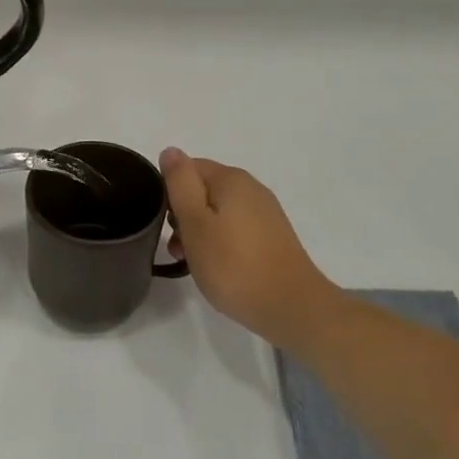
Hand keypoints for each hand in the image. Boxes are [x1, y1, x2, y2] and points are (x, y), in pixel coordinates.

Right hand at [161, 149, 336, 348]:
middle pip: (203, 190)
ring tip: (193, 263)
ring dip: (199, 232)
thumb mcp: (195, 222)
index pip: (188, 168)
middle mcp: (251, 188)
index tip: (167, 224)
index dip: (170, 192)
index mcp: (231, 179)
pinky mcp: (272, 237)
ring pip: (218, 212)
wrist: (291, 306)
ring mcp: (265, 213)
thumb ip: (180, 183)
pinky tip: (218, 267)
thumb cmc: (233, 264)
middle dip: (183, 215)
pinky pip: (235, 229)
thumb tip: (171, 151)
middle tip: (177, 247)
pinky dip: (220, 242)